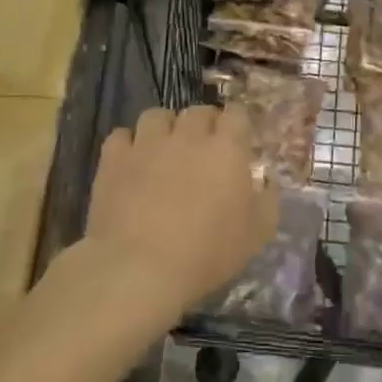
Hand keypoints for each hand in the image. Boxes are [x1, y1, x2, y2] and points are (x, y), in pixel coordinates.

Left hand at [83, 104, 278, 315]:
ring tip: (164, 151)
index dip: (237, 124)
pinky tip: (131, 163)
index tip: (237, 141)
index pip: (236, 114)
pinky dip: (128, 145)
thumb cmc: (207, 253)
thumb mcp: (257, 234)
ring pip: (157, 116)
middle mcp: (187, 136)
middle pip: (197, 112)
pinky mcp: (114, 159)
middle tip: (203, 150)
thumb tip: (265, 179)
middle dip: (203, 125)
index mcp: (226, 148)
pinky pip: (121, 136)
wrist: (140, 269)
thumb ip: (268, 198)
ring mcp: (147, 144)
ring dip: (165, 128)